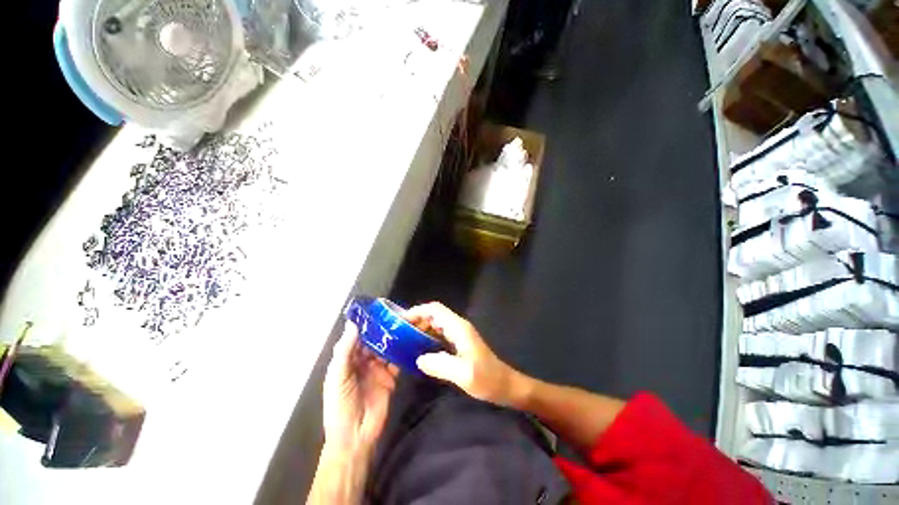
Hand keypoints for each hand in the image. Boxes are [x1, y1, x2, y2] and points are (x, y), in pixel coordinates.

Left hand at [323, 322, 398, 454]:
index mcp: (347, 360)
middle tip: (396, 314)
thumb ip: (345, 350)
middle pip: (374, 341)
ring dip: (393, 339)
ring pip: (386, 349)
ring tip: (405, 324)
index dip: (366, 325)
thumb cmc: (340, 405)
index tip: (378, 310)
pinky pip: (397, 361)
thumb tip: (353, 323)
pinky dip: (402, 352)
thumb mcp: (338, 376)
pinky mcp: (390, 377)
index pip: (357, 337)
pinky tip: (409, 342)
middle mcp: (363, 361)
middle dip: (383, 329)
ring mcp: (378, 369)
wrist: (355, 436)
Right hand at [407, 302, 523, 405]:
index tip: (401, 322)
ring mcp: (460, 335)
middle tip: (400, 334)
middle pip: (434, 315)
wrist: (505, 386)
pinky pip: (440, 335)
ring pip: (436, 324)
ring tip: (406, 342)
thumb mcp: (463, 374)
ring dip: (422, 329)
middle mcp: (458, 327)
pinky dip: (428, 338)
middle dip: (417, 320)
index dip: (418, 311)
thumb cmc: (487, 379)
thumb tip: (419, 359)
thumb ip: (439, 365)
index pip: (435, 309)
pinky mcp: (460, 343)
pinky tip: (420, 351)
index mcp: (458, 327)